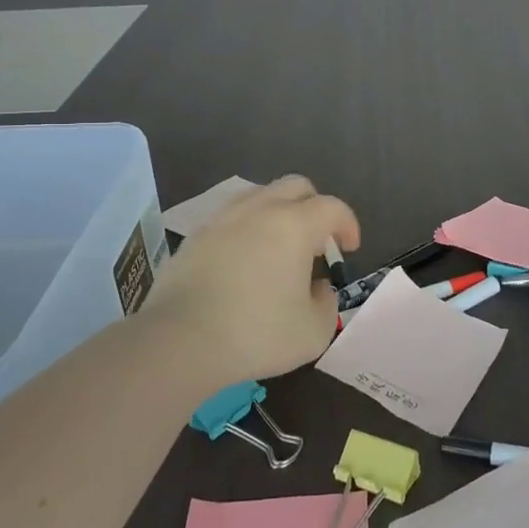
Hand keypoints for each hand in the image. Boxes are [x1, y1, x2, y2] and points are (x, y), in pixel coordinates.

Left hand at [142, 176, 359, 390]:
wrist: (180, 341)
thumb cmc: (256, 333)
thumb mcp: (313, 331)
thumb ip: (326, 302)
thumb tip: (317, 287)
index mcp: (294, 225)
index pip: (332, 207)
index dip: (348, 224)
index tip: (349, 249)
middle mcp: (259, 210)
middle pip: (296, 186)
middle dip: (315, 207)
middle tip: (317, 243)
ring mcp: (222, 219)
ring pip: (260, 196)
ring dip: (279, 213)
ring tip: (279, 249)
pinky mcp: (195, 237)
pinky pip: (231, 218)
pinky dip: (247, 229)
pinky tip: (244, 262)